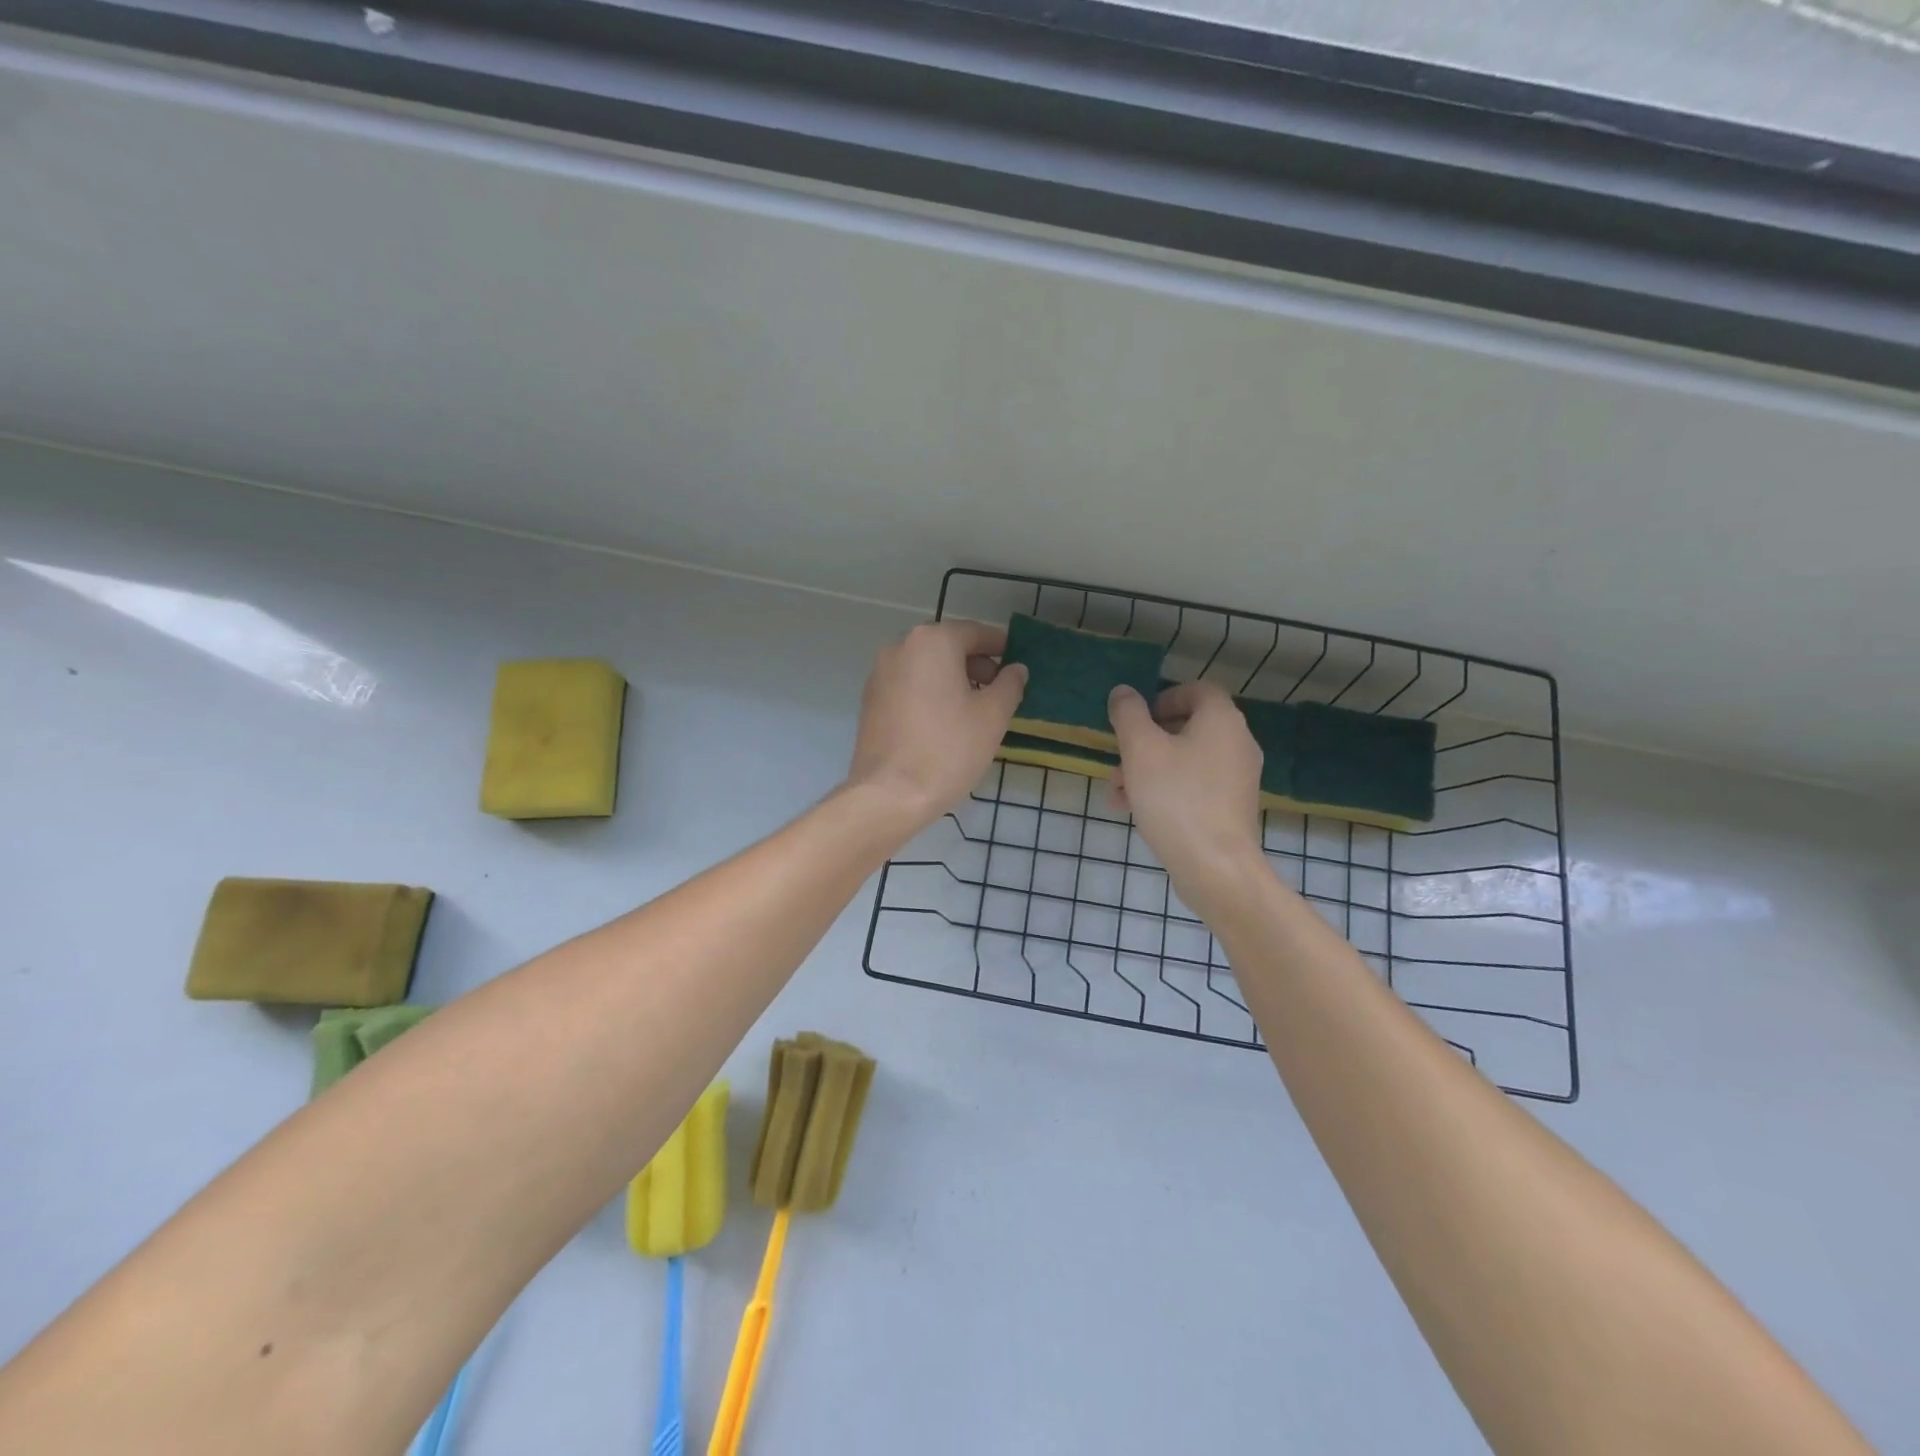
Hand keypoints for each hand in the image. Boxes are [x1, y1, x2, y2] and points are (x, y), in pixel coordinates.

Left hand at [846, 620, 1027, 829]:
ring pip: (926, 667)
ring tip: (974, 711)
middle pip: (948, 646)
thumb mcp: (992, 716)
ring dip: (952, 680)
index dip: (1001, 647)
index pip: (975, 632)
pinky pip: (909, 686)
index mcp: (932, 641)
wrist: (889, 795)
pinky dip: (930, 694)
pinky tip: (944, 723)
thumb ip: (1010, 684)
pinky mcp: (870, 701)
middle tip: (999, 691)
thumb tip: (1016, 669)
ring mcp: (879, 674)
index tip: (1017, 664)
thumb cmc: (948, 749)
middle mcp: (900, 647)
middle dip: (976, 664)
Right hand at [1109, 681, 1264, 919]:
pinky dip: (1166, 790)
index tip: (1137, 719)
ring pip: (1185, 761)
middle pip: (1187, 728)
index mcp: (1221, 721)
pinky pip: (1194, 787)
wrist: (1215, 866)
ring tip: (1117, 792)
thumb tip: (1124, 692)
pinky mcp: (1231, 808)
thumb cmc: (1176, 798)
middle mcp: (1237, 743)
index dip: (1164, 698)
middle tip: (1118, 759)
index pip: (1197, 690)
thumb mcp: (1141, 749)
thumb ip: (1129, 714)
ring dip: (1148, 769)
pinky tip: (1134, 810)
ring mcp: (1237, 778)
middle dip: (1145, 742)